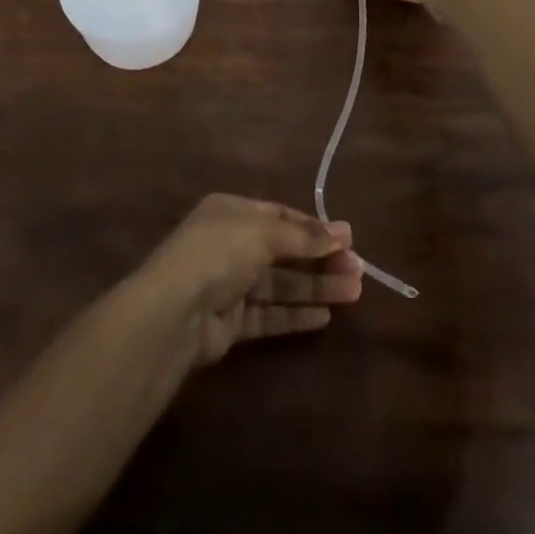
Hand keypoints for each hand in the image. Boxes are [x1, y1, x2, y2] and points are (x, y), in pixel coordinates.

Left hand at [130, 195, 364, 368]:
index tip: (348, 239)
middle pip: (284, 251)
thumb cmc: (219, 252)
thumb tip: (344, 232)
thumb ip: (303, 236)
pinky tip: (324, 316)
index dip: (313, 227)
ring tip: (354, 293)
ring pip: (281, 283)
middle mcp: (231, 243)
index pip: (280, 215)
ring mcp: (230, 284)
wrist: (175, 310)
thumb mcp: (263, 232)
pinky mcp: (231, 322)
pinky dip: (295, 314)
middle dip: (320, 259)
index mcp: (232, 211)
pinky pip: (270, 314)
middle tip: (359, 271)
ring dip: (316, 286)